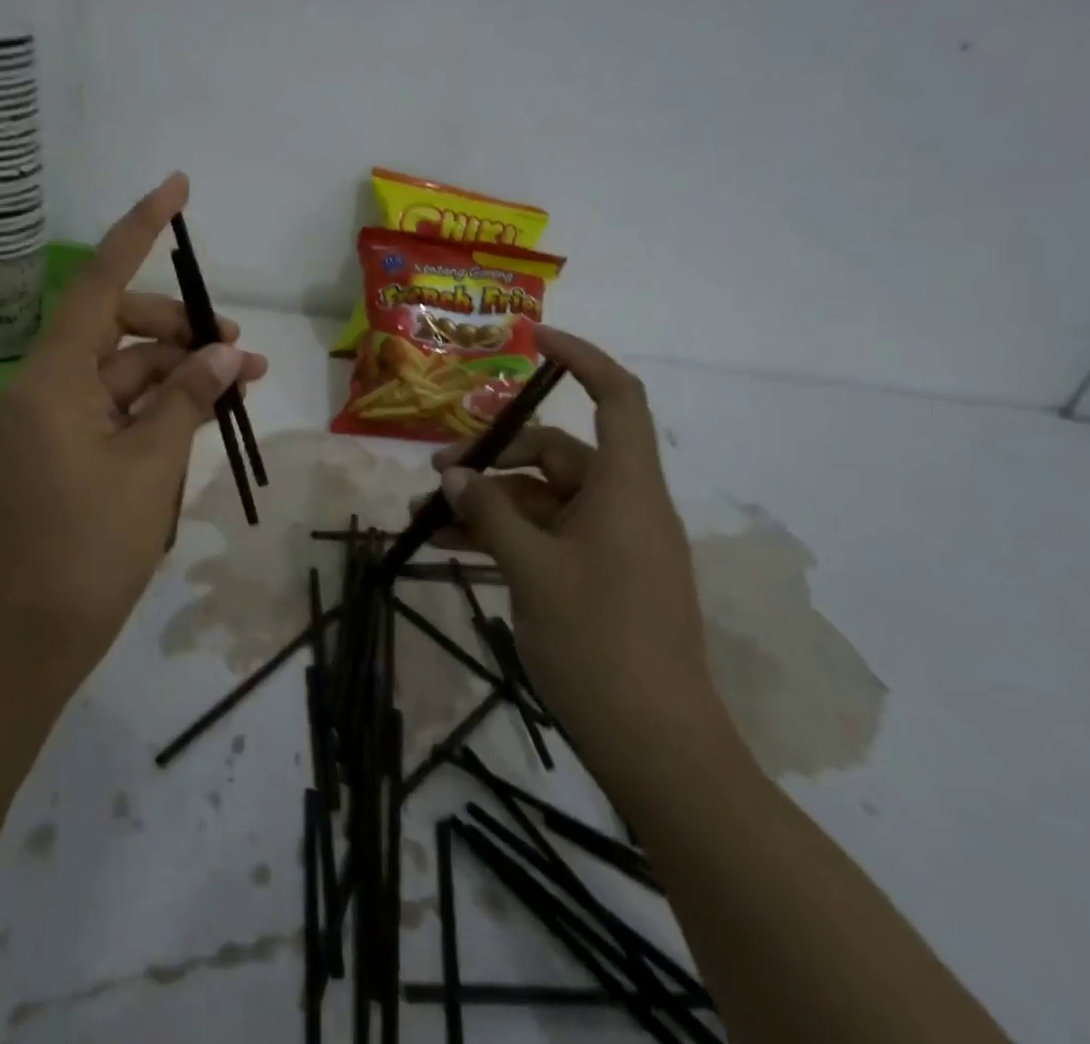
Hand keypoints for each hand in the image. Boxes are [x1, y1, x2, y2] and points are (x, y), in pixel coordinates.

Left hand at [0, 173, 268, 700]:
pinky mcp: (63, 451)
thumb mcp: (151, 464)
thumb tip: (228, 356)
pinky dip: (159, 406)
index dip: (138, 231)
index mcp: (52, 378)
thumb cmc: (88, 548)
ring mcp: (52, 421)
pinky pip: (116, 408)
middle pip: (118, 328)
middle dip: (180, 330)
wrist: (31, 639)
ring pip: (124, 372)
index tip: (175, 188)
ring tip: (240, 386)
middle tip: (239, 351)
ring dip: (178, 373)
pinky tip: (205, 413)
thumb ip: (188, 397)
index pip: (100, 283)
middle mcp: (44, 387)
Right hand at [432, 327, 724, 772]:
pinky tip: (457, 549)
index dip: (581, 358)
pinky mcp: (602, 579)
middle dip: (496, 455)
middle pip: (559, 453)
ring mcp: (614, 545)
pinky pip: (548, 537)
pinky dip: (507, 535)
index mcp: (626, 489)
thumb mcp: (531, 570)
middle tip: (438, 475)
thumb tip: (455, 475)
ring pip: (545, 499)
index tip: (533, 340)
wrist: (657, 748)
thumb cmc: (599, 644)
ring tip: (432, 518)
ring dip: (492, 502)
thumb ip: (490, 514)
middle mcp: (624, 506)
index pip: (617, 398)